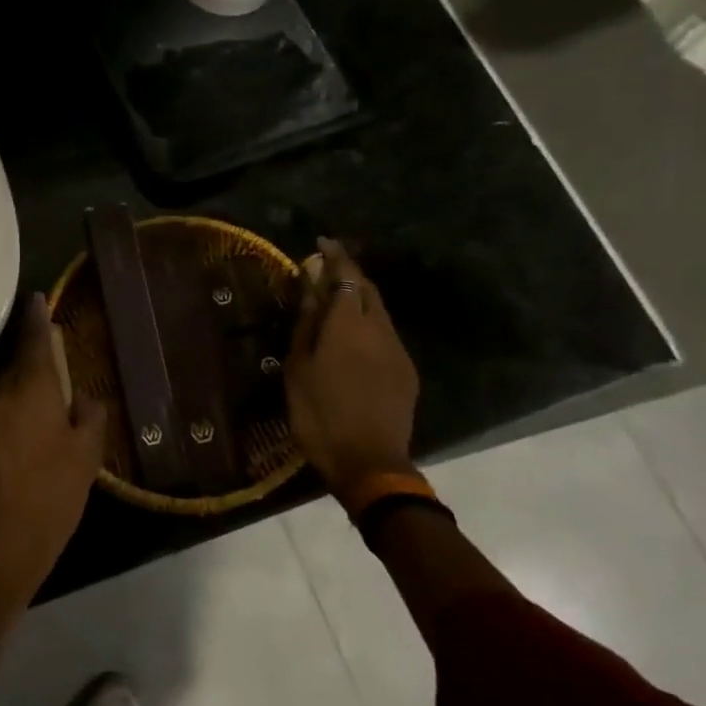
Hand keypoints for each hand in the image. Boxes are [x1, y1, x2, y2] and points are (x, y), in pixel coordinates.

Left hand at [0, 293, 106, 597]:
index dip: (37, 318)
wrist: (7, 539)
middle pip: (17, 362)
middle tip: (55, 356)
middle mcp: (3, 394)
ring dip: (23, 383)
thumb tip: (85, 398)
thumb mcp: (87, 453)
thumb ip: (90, 415)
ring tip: (46, 393)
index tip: (37, 298)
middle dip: (33, 355)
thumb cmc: (55, 491)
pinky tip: (30, 424)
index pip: (34, 341)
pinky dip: (14, 406)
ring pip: (6, 386)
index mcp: (33, 389)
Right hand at [284, 238, 420, 503]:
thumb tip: (311, 290)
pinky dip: (367, 324)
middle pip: (367, 289)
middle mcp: (378, 329)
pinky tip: (352, 340)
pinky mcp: (406, 371)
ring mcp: (397, 350)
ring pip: (378, 311)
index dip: (335, 255)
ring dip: (358, 299)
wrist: (369, 463)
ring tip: (334, 304)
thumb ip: (307, 325)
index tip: (321, 243)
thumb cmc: (320, 415)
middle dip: (348, 273)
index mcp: (348, 325)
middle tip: (325, 272)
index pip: (345, 275)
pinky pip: (385, 334)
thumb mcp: (299, 369)